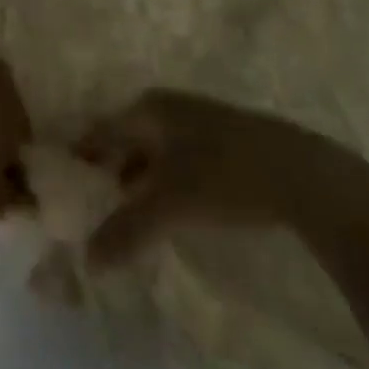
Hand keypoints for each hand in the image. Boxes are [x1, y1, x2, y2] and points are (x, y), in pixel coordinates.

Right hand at [75, 89, 368, 263]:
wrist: (306, 176)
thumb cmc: (224, 177)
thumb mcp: (169, 206)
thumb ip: (125, 231)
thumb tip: (87, 260)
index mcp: (148, 109)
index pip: (99, 131)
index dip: (80, 159)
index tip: (62, 188)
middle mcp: (168, 107)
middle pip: (125, 139)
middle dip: (108, 172)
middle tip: (91, 208)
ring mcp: (200, 121)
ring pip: (154, 151)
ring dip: (137, 180)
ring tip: (126, 216)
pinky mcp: (225, 141)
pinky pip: (178, 160)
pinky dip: (164, 183)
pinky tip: (169, 211)